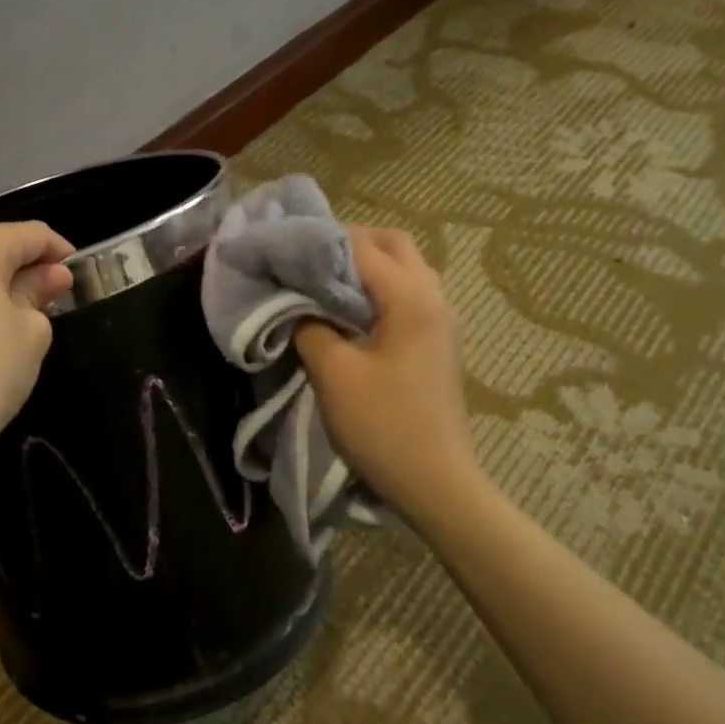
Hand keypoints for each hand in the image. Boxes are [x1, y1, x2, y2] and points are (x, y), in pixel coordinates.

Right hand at [293, 226, 478, 511]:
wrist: (434, 481)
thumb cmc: (382, 424)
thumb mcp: (333, 373)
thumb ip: (309, 327)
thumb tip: (295, 304)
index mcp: (411, 298)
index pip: (362, 247)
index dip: (320, 242)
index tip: (283, 248)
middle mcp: (434, 298)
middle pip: (394, 246)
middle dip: (349, 244)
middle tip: (308, 260)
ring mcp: (441, 321)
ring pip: (404, 270)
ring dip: (366, 267)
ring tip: (323, 284)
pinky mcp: (437, 343)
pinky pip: (407, 296)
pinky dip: (377, 291)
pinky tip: (347, 314)